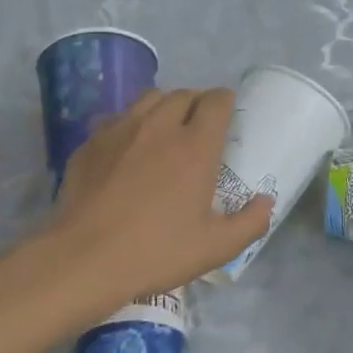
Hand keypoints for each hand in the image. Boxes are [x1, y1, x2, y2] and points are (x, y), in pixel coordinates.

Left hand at [50, 88, 273, 304]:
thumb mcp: (216, 247)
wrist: (85, 258)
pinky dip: (130, 124)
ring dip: (164, 106)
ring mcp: (120, 130)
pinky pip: (117, 118)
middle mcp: (159, 127)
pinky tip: (128, 148)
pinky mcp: (91, 142)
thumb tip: (267, 202)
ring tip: (165, 130)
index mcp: (195, 146)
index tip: (228, 116)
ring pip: (148, 99)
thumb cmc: (157, 252)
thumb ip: (251, 222)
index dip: (225, 102)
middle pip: (183, 94)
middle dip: (196, 103)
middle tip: (199, 127)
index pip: (216, 101)